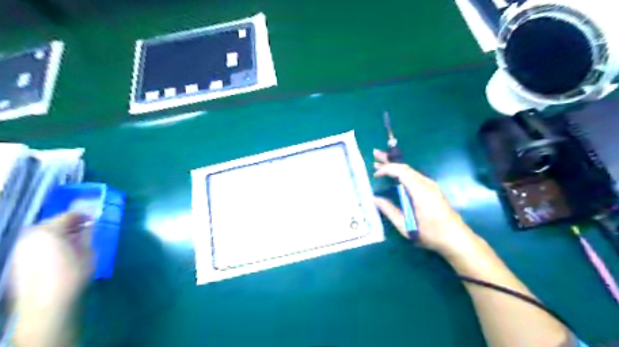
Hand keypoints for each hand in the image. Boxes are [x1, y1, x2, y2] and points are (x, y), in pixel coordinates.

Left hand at [10, 214, 91, 319]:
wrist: (46, 304)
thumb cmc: (73, 275)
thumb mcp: (87, 252)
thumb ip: (87, 235)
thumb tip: (88, 226)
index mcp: (50, 231)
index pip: (69, 215)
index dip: (84, 216)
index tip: (94, 221)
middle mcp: (31, 236)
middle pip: (52, 223)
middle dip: (69, 225)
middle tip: (84, 231)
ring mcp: (21, 248)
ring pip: (42, 234)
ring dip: (58, 234)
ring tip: (72, 242)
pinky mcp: (18, 260)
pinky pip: (36, 244)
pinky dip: (48, 243)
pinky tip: (59, 253)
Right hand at [372, 150, 482, 259]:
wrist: (456, 239)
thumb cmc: (431, 234)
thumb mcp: (406, 226)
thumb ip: (389, 211)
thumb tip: (374, 199)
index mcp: (420, 191)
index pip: (402, 171)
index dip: (387, 169)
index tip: (375, 174)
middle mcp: (427, 184)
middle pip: (406, 167)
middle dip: (390, 160)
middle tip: (375, 153)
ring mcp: (431, 186)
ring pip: (410, 171)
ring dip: (395, 166)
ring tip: (380, 162)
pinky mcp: (432, 189)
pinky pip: (414, 176)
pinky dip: (402, 173)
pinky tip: (394, 175)